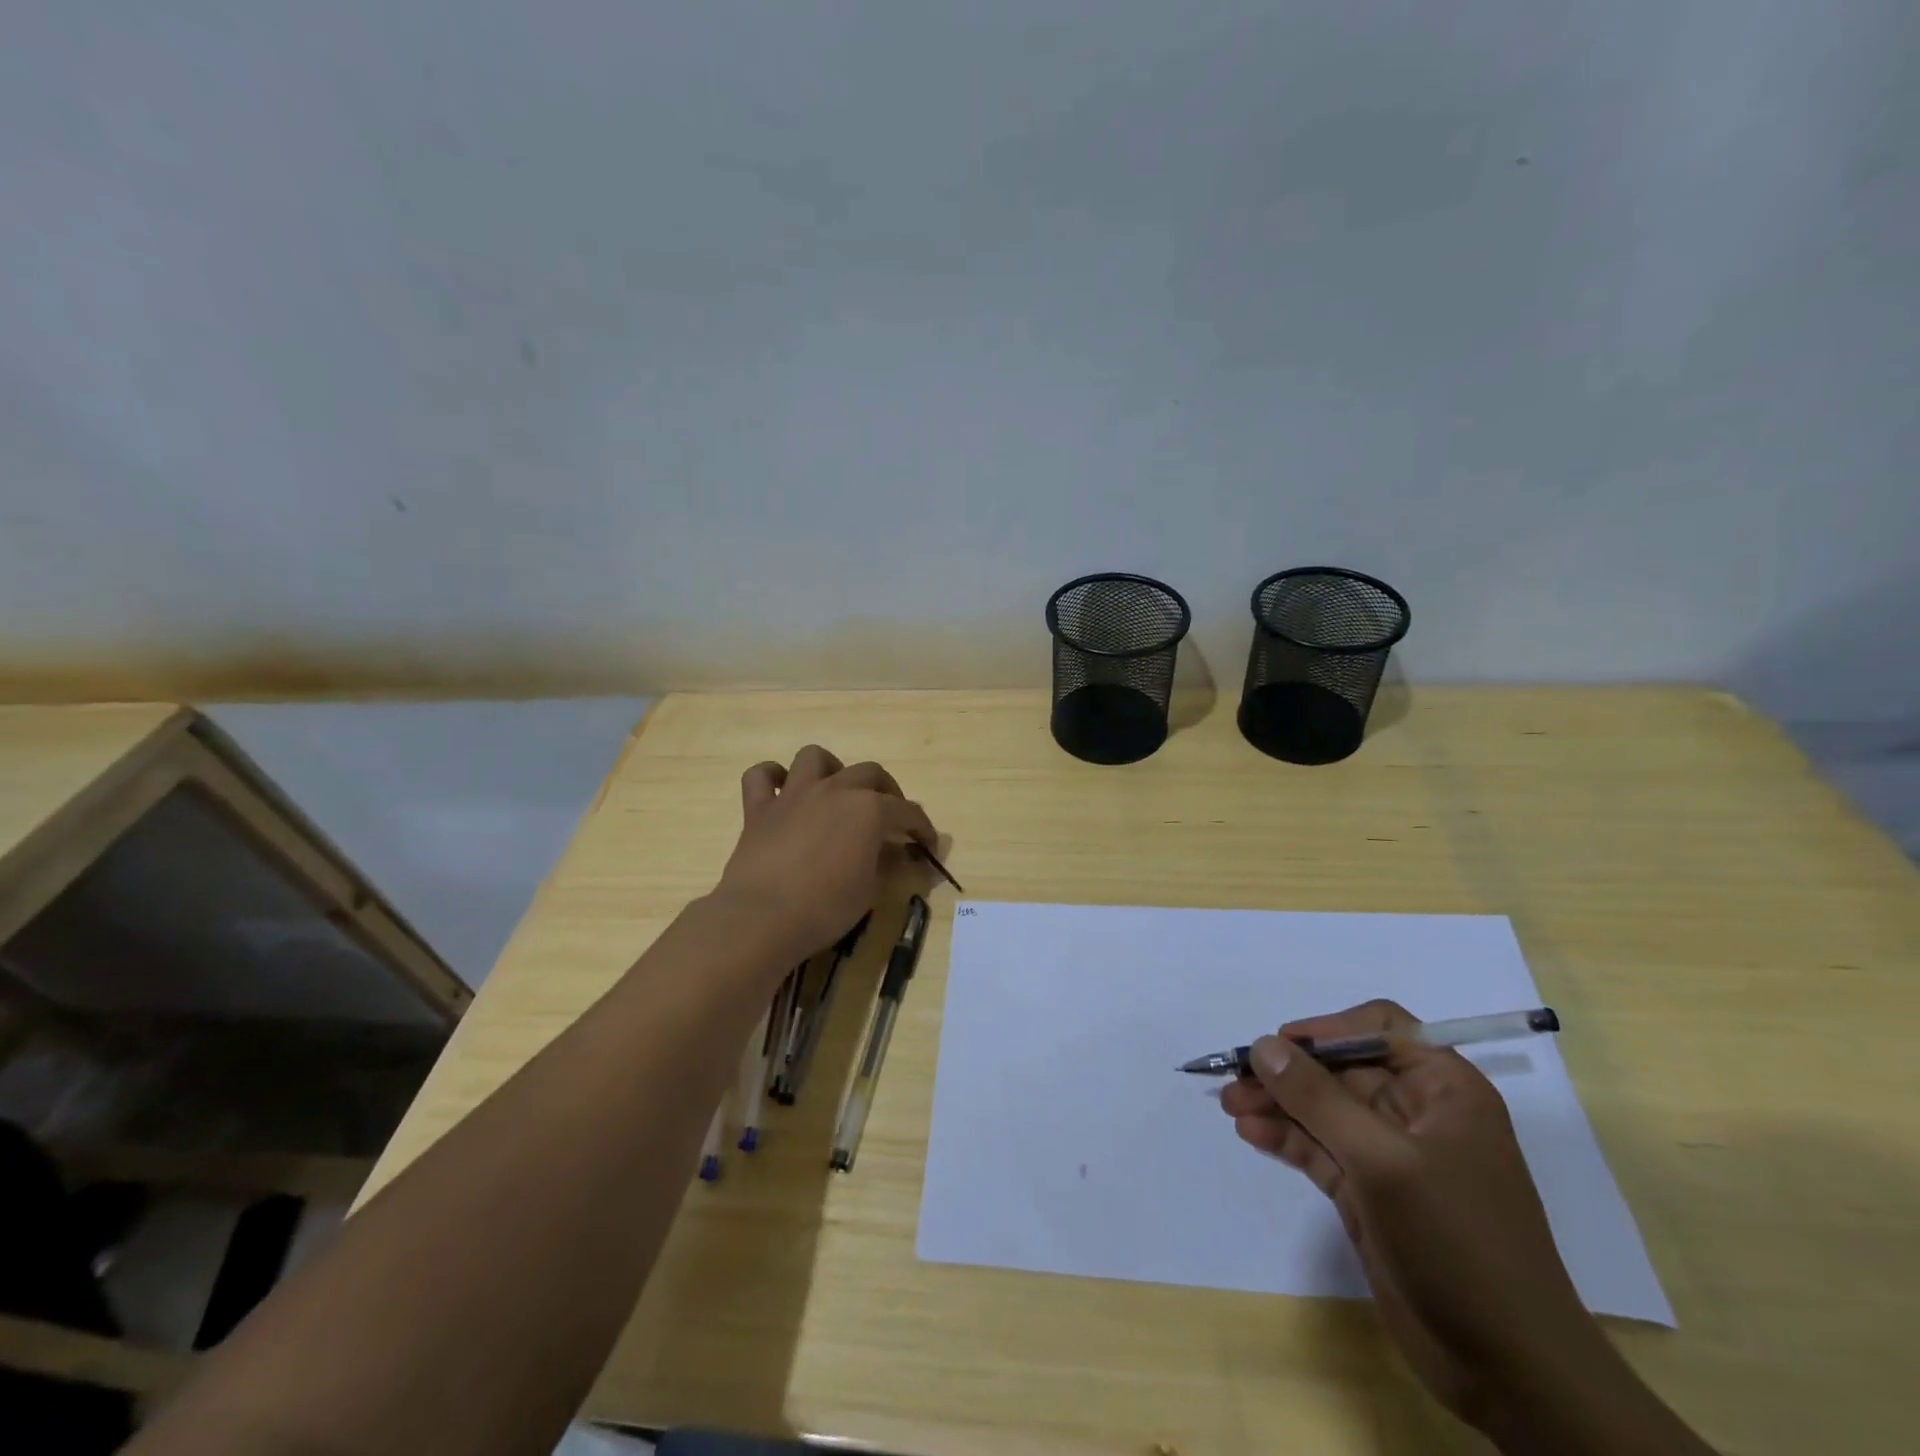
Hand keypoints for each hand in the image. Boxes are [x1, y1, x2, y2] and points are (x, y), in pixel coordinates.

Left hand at [715, 745, 937, 960]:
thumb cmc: (825, 908)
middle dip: (887, 791)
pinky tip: (782, 792)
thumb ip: (884, 863)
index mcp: (869, 809)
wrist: (762, 917)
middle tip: (890, 816)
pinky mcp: (759, 808)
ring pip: (815, 757)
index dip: (922, 827)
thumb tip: (895, 853)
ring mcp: (794, 794)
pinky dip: (772, 778)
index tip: (928, 843)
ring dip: (831, 768)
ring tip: (836, 791)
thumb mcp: (869, 890)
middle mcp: (834, 790)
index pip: (907, 811)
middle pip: (870, 773)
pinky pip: (761, 776)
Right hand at [1220, 1000, 1598, 1428]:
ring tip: (1229, 1104)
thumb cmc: (1459, 1243)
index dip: (1328, 1029)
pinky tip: (1250, 1132)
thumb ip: (1318, 1099)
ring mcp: (1391, 1155)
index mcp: (1444, 1089)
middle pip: (1340, 1068)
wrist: (1509, 1371)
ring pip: (1322, 1109)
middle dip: (1288, 1072)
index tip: (1280, 1045)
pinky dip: (1284, 1137)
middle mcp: (1417, 1112)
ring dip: (1277, 1103)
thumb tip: (1262, 1045)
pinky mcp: (1369, 1193)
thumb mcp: (1384, 1162)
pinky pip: (1318, 1148)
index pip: (1380, 1028)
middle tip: (1235, 1078)